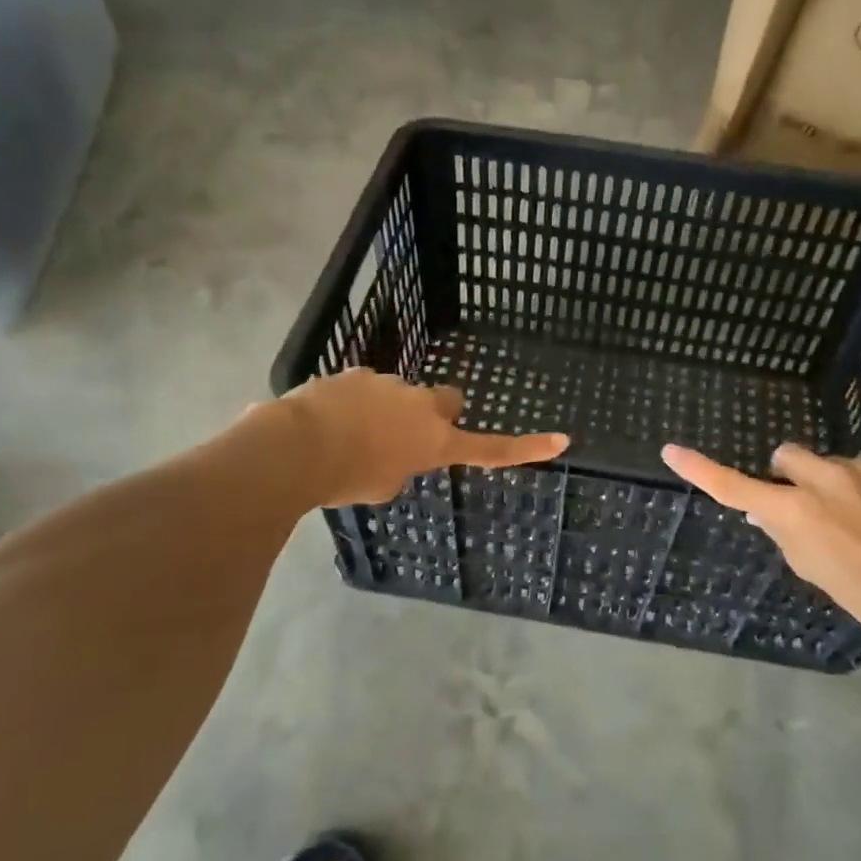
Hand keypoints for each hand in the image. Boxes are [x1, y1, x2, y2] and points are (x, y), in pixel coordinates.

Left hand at [285, 369, 568, 506]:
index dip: (527, 448)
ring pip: (398, 395)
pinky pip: (362, 389)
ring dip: (384, 411)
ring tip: (348, 436)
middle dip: (433, 414)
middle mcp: (420, 405)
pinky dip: (352, 404)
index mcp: (435, 440)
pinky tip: (326, 422)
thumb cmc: (347, 478)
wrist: (298, 447)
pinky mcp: (355, 374)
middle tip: (404, 435)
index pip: (491, 447)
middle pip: (445, 401)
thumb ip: (399, 465)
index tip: (562, 440)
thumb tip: (389, 452)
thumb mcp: (383, 486)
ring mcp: (388, 384)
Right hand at [661, 442, 860, 634]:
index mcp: (792, 509)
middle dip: (791, 475)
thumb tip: (765, 510)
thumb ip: (783, 531)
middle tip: (810, 506)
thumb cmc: (860, 591)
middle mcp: (821, 478)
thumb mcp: (809, 567)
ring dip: (837, 485)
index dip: (700, 469)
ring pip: (834, 466)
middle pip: (787, 456)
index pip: (733, 485)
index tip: (672, 451)